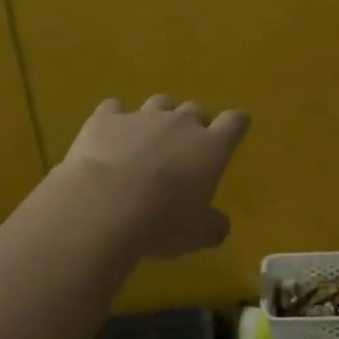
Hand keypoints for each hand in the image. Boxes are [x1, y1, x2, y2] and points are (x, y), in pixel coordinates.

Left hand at [60, 96, 250, 256]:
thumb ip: (215, 225)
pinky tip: (108, 136)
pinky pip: (114, 108)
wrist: (102, 208)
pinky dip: (115, 120)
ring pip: (159, 103)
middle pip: (195, 109)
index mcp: (210, 147)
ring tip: (147, 141)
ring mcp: (141, 116)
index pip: (235, 121)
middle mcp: (180, 123)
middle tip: (183, 150)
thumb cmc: (161, 223)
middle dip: (193, 125)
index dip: (236, 124)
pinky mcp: (105, 118)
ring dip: (158, 117)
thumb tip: (219, 223)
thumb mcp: (198, 235)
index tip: (234, 130)